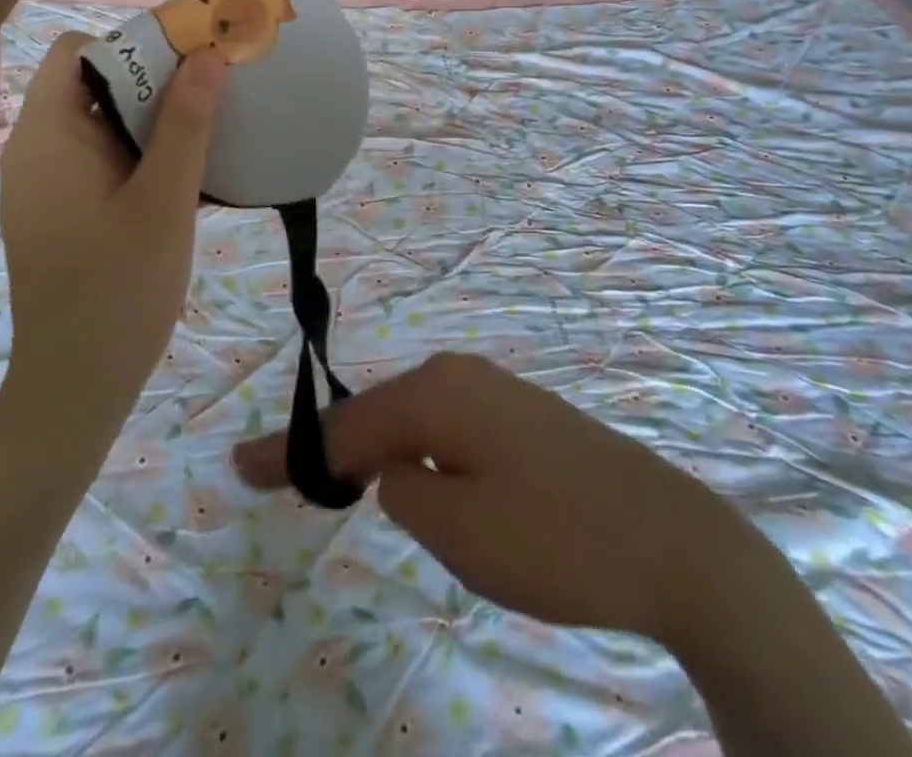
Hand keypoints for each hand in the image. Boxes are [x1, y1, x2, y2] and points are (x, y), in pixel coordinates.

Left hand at [0, 31, 225, 435]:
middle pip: (89, 84)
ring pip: (99, 125)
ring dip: (151, 119)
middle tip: (211, 89)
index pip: (74, 52)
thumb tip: (206, 55)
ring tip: (208, 126)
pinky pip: (99, 161)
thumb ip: (186, 124)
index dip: (129, 44)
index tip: (186, 59)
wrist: (75, 390)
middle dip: (151, 79)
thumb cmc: (118, 289)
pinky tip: (184, 175)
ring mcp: (46, 187)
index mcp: (47, 136)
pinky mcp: (61, 215)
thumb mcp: (164, 200)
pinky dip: (139, 153)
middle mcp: (36, 151)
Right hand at [232, 351, 737, 643]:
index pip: (343, 426)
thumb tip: (394, 468)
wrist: (670, 539)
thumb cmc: (555, 537)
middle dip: (325, 447)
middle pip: (372, 411)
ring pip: (408, 417)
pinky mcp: (516, 413)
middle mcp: (456, 373)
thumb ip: (401, 491)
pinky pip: (442, 425)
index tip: (240, 466)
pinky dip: (409, 448)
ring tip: (329, 480)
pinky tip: (404, 472)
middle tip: (272, 476)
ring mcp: (490, 388)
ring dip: (367, 447)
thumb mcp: (457, 530)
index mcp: (435, 392)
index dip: (290, 452)